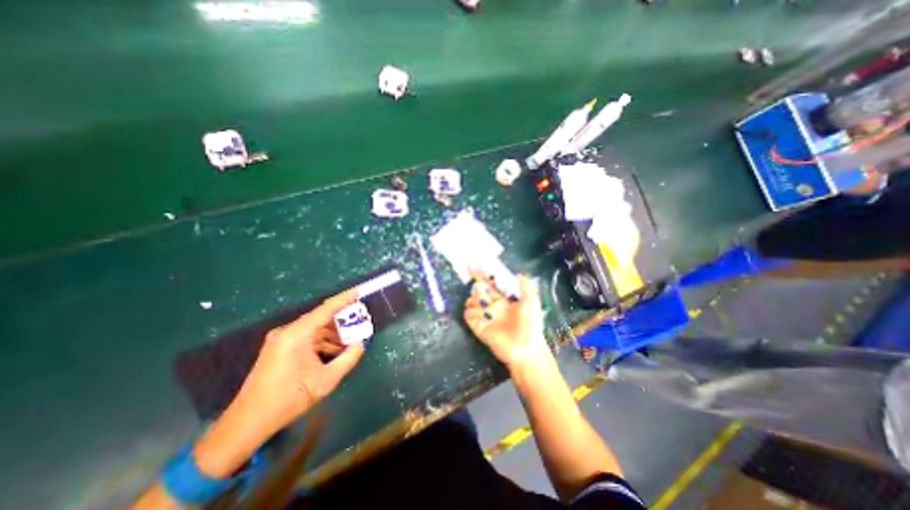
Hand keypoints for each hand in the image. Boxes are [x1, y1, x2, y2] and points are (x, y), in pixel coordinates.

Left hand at [232, 290, 364, 435]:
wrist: (247, 423)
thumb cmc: (289, 399)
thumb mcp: (326, 380)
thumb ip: (349, 358)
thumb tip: (361, 344)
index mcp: (297, 334)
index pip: (325, 309)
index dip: (344, 299)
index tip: (358, 291)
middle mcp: (287, 331)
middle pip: (320, 318)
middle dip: (341, 321)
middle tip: (360, 323)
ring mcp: (281, 340)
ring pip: (314, 329)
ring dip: (333, 334)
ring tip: (351, 341)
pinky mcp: (279, 348)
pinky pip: (306, 338)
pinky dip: (322, 342)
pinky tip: (335, 351)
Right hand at [463, 273, 545, 368]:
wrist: (526, 349)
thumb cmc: (531, 325)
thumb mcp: (532, 303)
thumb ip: (526, 288)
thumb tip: (520, 274)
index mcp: (504, 299)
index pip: (492, 284)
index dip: (485, 276)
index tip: (478, 267)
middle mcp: (493, 306)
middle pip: (480, 291)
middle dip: (477, 284)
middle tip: (480, 285)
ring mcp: (485, 316)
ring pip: (472, 301)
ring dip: (474, 298)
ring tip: (482, 301)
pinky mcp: (479, 326)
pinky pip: (469, 315)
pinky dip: (470, 311)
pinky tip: (479, 313)